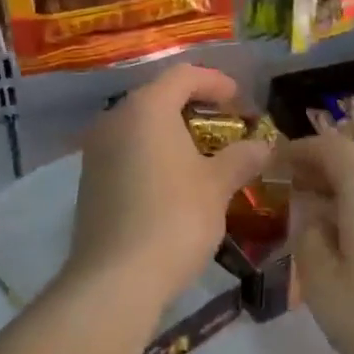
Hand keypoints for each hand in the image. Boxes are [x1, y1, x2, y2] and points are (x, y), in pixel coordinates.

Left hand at [66, 64, 271, 317]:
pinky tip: (173, 182)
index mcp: (146, 108)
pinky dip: (153, 155)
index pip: (183, 75)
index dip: (216, 82)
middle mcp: (115, 120)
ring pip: (140, 127)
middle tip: (227, 127)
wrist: (115, 278)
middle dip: (195, 108)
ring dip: (173, 133)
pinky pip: (126, 152)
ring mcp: (96, 151)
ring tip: (204, 155)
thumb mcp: (217, 187)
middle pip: (159, 97)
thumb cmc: (174, 219)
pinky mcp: (89, 181)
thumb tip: (263, 146)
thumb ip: (241, 158)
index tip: (241, 101)